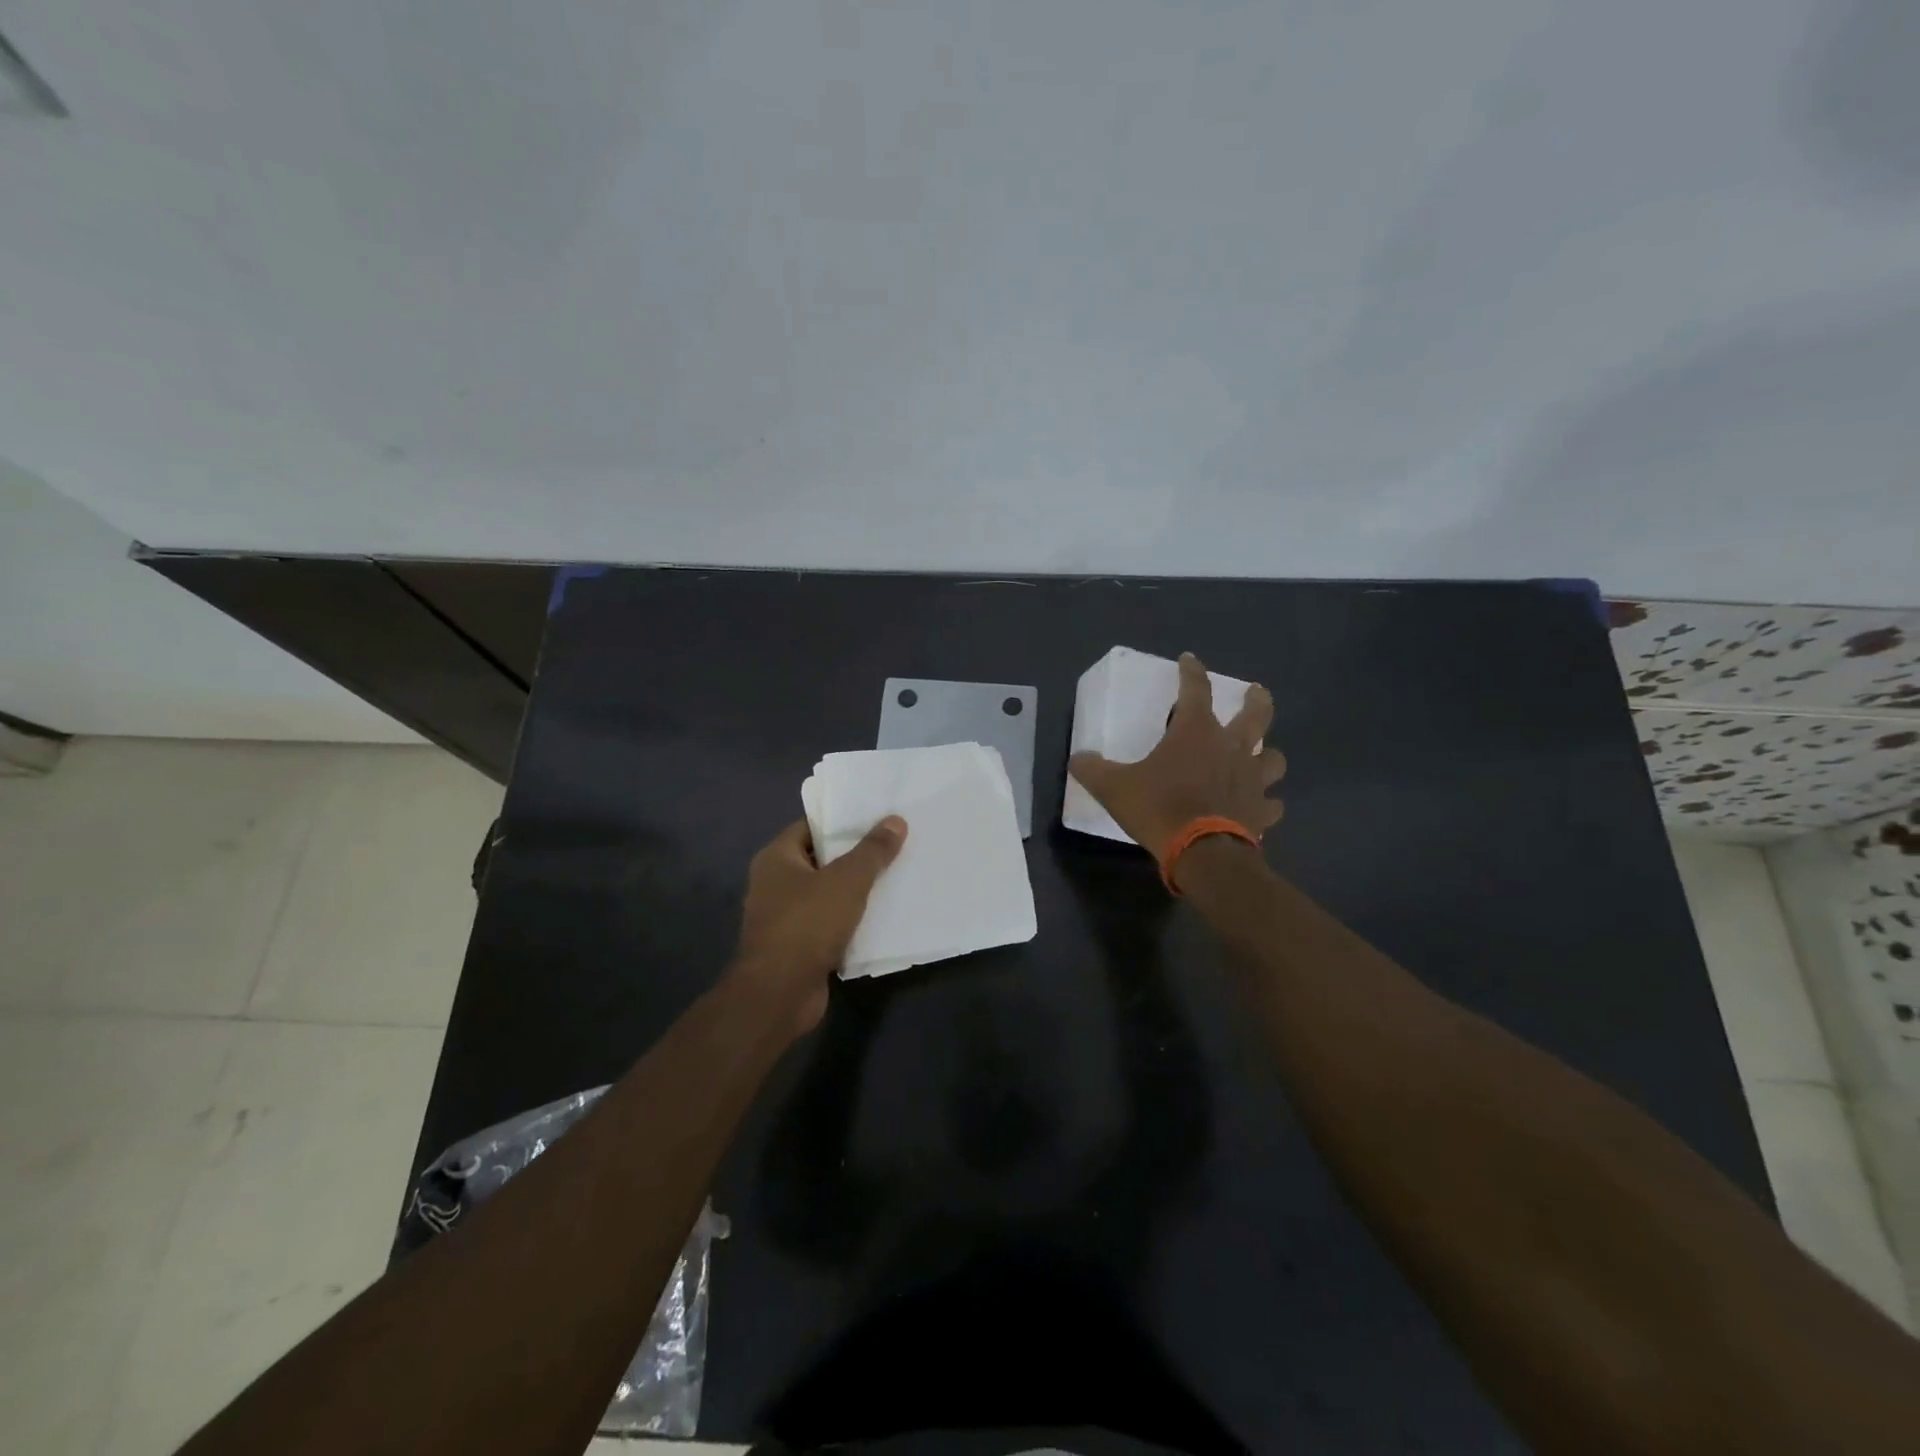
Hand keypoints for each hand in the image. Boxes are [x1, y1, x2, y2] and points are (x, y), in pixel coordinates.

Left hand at [729, 816, 907, 1033]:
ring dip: (856, 890)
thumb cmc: (807, 924)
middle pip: (821, 860)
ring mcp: (784, 917)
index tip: (876, 817)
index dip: (842, 821)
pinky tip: (882, 916)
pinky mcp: (797, 947)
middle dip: (855, 855)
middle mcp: (774, 883)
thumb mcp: (847, 880)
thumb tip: (895, 820)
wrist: (780, 993)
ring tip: (895, 876)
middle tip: (894, 844)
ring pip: (827, 894)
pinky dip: (851, 920)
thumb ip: (872, 850)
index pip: (811, 827)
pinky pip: (829, 924)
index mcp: (776, 858)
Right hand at [1070, 651, 1283, 857]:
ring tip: (1263, 755)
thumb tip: (1079, 759)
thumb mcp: (1114, 788)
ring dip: (1268, 754)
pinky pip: (1272, 803)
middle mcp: (1231, 748)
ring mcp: (1252, 780)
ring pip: (1274, 758)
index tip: (1189, 659)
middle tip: (1256, 692)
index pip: (1196, 689)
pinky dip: (1267, 802)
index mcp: (1195, 732)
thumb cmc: (1159, 808)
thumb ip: (1093, 770)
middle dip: (1257, 700)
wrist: (1203, 853)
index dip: (1191, 671)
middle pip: (1256, 715)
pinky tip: (1262, 806)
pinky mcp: (1262, 811)